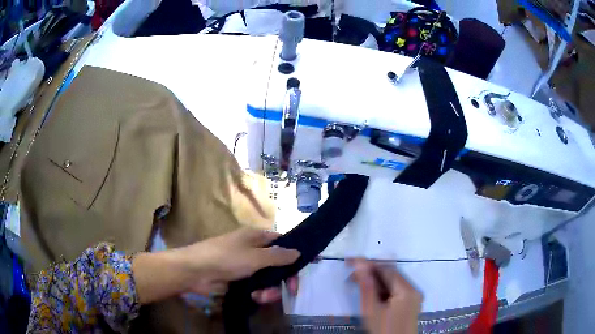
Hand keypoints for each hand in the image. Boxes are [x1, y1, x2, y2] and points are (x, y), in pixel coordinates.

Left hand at [175, 227, 299, 299]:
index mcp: (256, 237)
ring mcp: (246, 266)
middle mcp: (253, 250)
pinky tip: (254, 298)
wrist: (195, 272)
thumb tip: (298, 251)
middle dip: (282, 279)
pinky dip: (258, 293)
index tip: (303, 270)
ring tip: (262, 297)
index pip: (282, 243)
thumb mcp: (255, 257)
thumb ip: (278, 256)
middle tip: (290, 291)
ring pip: (268, 279)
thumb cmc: (225, 258)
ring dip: (269, 289)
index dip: (294, 255)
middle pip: (277, 264)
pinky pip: (257, 287)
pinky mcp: (239, 280)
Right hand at [349, 259, 421, 333]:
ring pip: (393, 281)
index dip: (368, 264)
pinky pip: (396, 289)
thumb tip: (360, 263)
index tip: (349, 263)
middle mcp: (413, 289)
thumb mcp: (372, 310)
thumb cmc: (383, 330)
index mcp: (407, 290)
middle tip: (351, 277)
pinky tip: (372, 295)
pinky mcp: (411, 302)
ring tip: (358, 285)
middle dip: (371, 272)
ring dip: (376, 281)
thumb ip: (367, 286)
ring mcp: (413, 296)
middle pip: (391, 273)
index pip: (386, 269)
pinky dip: (383, 289)